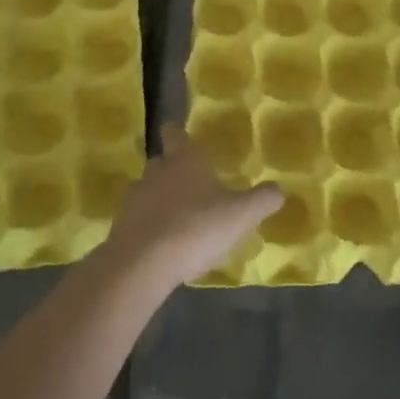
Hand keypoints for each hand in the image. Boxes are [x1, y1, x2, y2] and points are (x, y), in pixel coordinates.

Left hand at [102, 127, 282, 287]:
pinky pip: (140, 221)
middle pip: (162, 162)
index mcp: (185, 159)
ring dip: (162, 201)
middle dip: (174, 170)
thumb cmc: (196, 227)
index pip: (176, 134)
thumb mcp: (241, 214)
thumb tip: (278, 190)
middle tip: (194, 185)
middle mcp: (156, 172)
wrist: (142, 264)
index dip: (178, 134)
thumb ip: (263, 200)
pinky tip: (166, 246)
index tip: (181, 136)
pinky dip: (151, 227)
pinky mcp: (121, 228)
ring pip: (149, 192)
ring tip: (182, 219)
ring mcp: (135, 200)